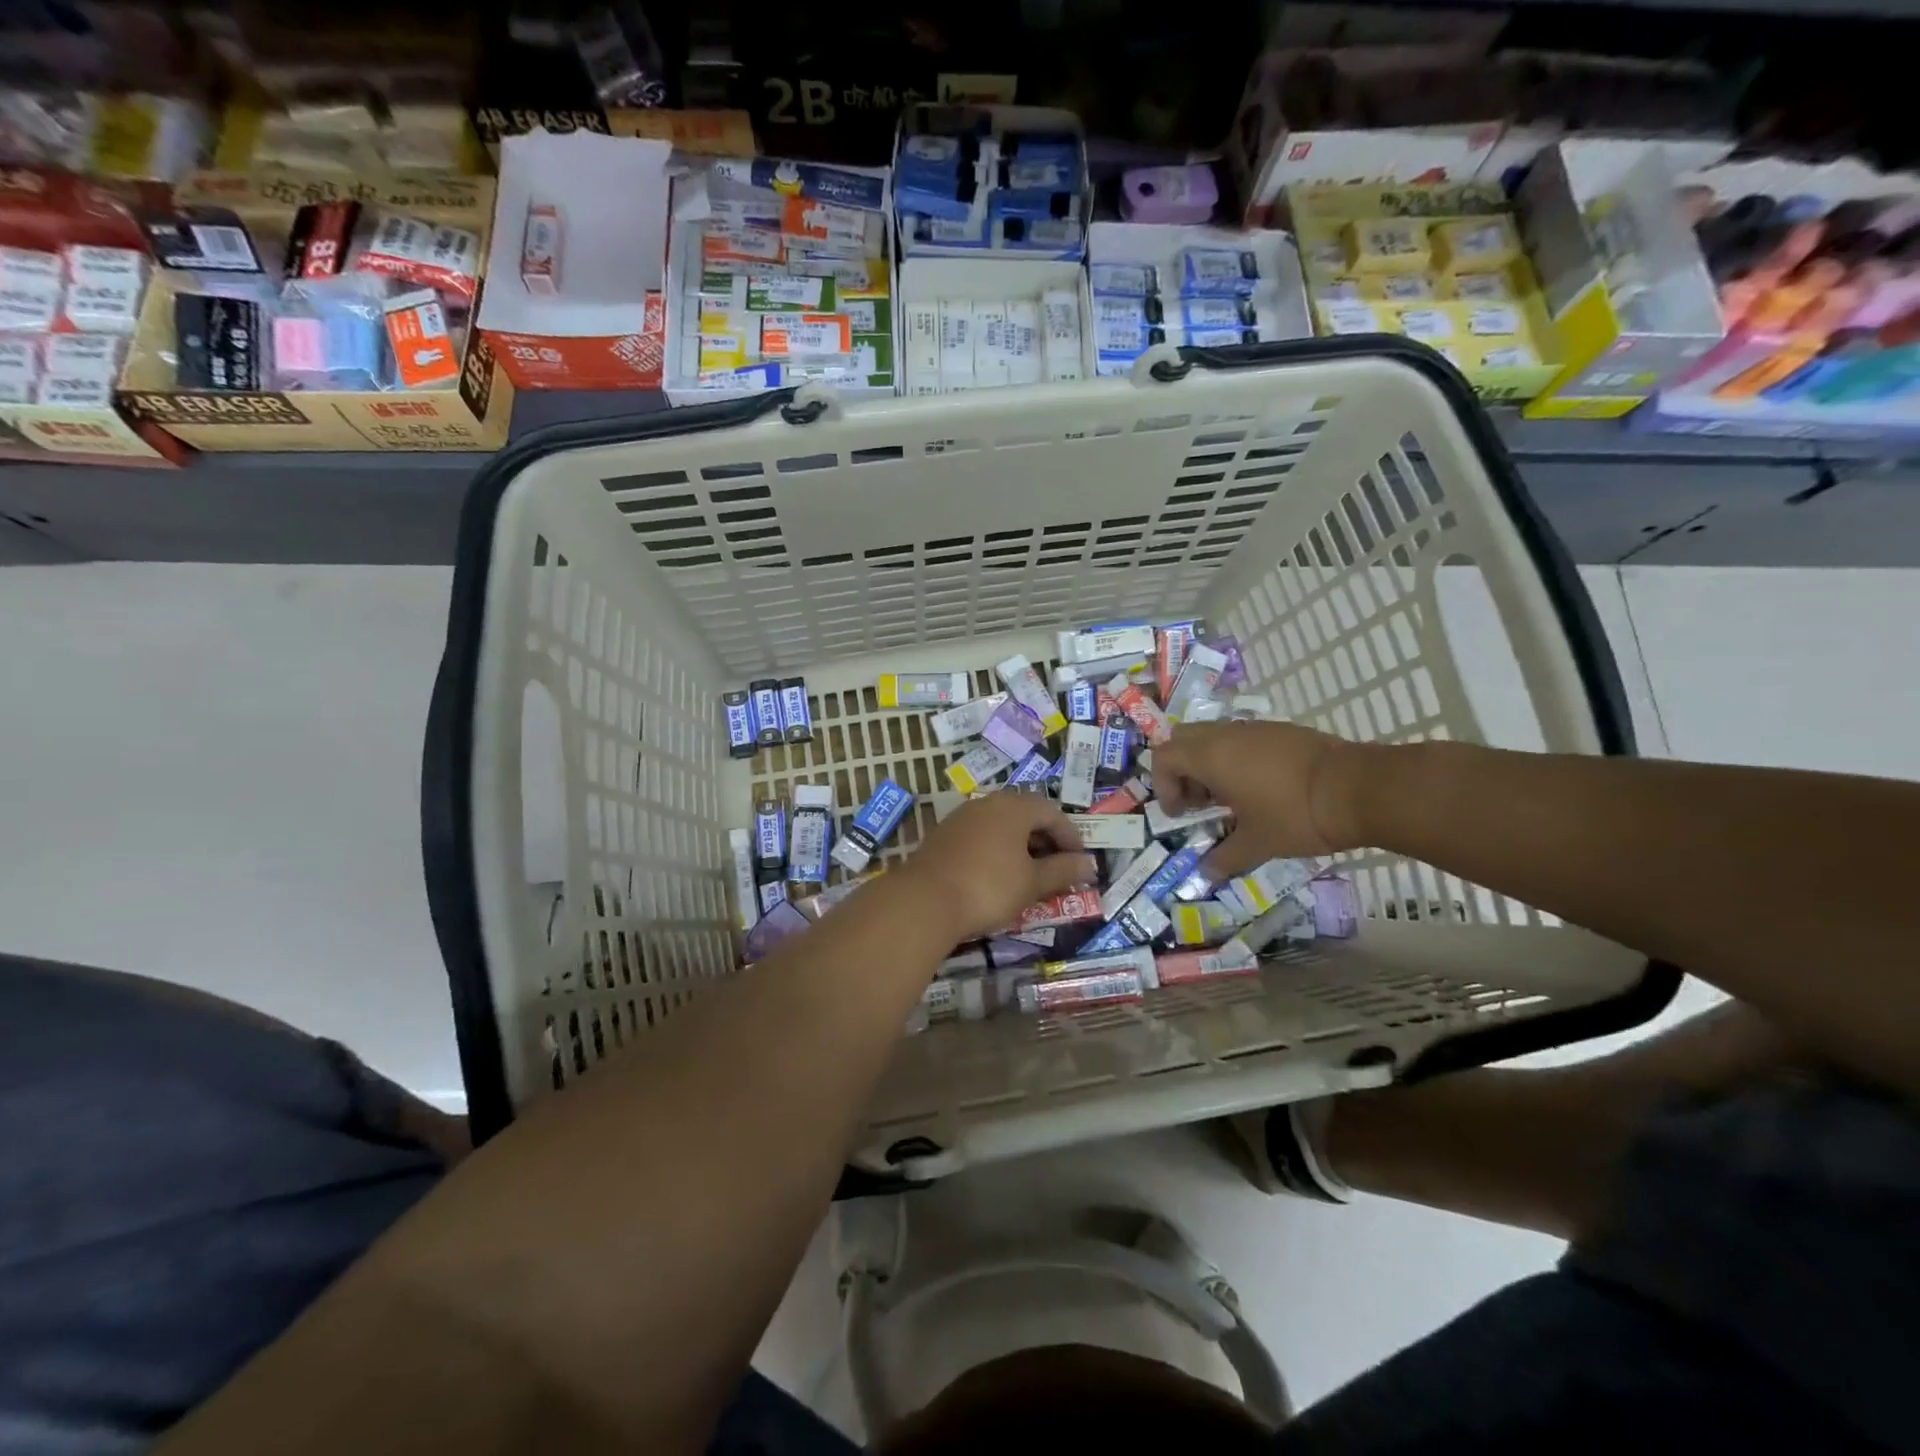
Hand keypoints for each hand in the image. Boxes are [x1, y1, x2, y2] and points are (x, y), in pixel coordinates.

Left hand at [898, 793, 1096, 941]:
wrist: (925, 900)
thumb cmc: (989, 887)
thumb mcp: (1032, 882)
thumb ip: (1062, 871)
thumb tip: (1088, 865)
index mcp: (1013, 806)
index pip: (1052, 812)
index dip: (1071, 837)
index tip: (1080, 863)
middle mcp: (987, 803)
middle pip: (1026, 815)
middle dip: (1046, 841)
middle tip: (1058, 869)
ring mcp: (962, 818)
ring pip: (1002, 826)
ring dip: (1021, 847)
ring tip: (1031, 875)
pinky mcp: (944, 836)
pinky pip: (981, 837)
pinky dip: (998, 851)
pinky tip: (999, 876)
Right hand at [1153, 720, 1367, 880]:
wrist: (1358, 789)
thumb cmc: (1294, 815)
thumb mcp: (1257, 844)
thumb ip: (1225, 857)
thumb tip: (1206, 873)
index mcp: (1210, 757)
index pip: (1164, 757)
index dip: (1163, 785)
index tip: (1181, 813)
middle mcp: (1226, 735)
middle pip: (1183, 739)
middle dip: (1181, 769)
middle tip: (1198, 801)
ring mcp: (1256, 728)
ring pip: (1215, 737)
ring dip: (1210, 764)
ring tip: (1231, 799)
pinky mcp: (1282, 730)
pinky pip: (1244, 739)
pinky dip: (1237, 759)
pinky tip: (1261, 789)